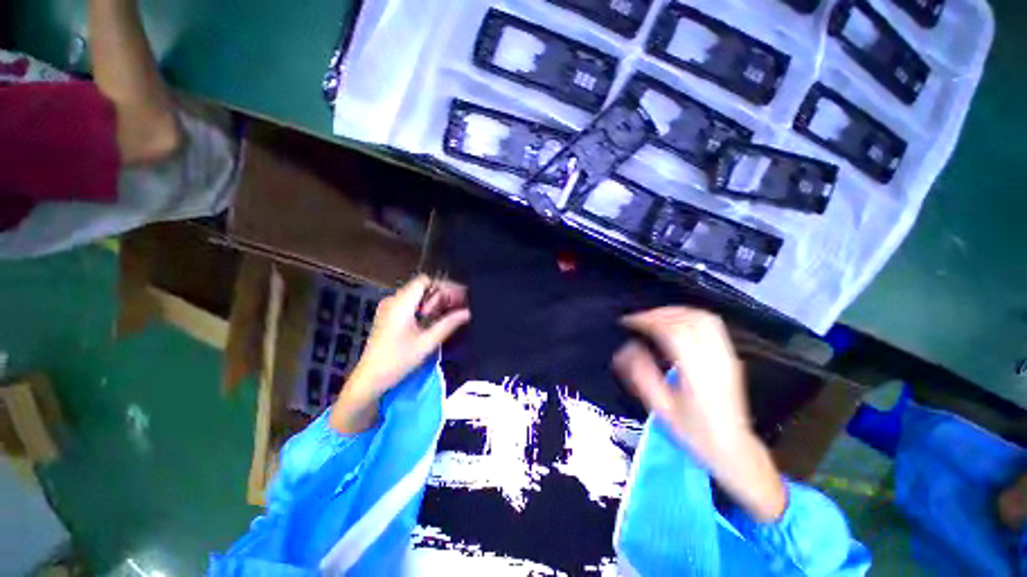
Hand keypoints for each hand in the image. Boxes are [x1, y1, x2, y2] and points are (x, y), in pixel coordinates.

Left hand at [330, 275, 469, 432]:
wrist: (370, 379)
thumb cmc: (398, 360)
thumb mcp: (427, 342)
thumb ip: (449, 324)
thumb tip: (468, 312)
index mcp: (401, 303)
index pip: (424, 280)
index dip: (443, 286)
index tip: (459, 298)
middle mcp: (393, 300)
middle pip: (422, 287)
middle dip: (441, 295)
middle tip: (459, 308)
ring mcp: (389, 308)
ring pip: (417, 296)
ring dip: (434, 303)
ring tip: (449, 315)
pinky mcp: (388, 317)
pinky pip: (410, 305)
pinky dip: (424, 309)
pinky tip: (433, 321)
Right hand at [614, 307, 748, 461]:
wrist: (733, 449)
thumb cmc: (694, 432)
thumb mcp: (661, 408)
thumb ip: (642, 375)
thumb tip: (627, 348)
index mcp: (697, 371)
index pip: (672, 331)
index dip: (647, 320)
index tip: (628, 322)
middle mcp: (715, 358)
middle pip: (687, 319)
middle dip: (658, 313)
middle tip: (638, 319)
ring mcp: (726, 355)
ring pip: (702, 318)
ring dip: (674, 312)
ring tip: (654, 317)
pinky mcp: (730, 356)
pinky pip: (711, 324)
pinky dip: (689, 316)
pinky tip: (676, 322)